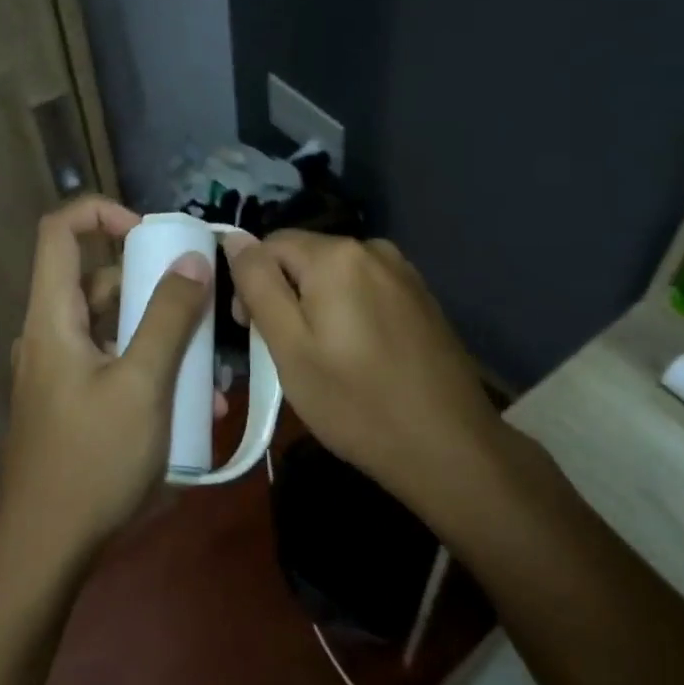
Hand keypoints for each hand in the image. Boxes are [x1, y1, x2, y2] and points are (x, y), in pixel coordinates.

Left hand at [0, 196, 212, 563]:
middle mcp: (49, 336)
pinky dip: (148, 368)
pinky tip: (194, 406)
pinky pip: (112, 365)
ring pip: (111, 327)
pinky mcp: (71, 403)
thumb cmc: (92, 461)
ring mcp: (58, 372)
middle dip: (151, 284)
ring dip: (160, 335)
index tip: (151, 233)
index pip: (60, 232)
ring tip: (210, 368)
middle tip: (200, 301)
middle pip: (96, 281)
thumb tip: (191, 260)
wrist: (45, 551)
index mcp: (52, 318)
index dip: (102, 213)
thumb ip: (168, 318)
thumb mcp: (141, 385)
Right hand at [222, 230, 500, 509]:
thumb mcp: (289, 346)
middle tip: (286, 352)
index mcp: (336, 255)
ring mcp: (403, 272)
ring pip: (336, 275)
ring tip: (322, 357)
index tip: (253, 332)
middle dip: (285, 294)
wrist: (449, 447)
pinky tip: (359, 355)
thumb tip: (235, 237)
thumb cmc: (356, 402)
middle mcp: (372, 248)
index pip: (269, 245)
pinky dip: (349, 312)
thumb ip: (258, 284)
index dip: (251, 284)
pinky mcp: (421, 297)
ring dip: (317, 304)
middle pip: (305, 257)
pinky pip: (366, 290)